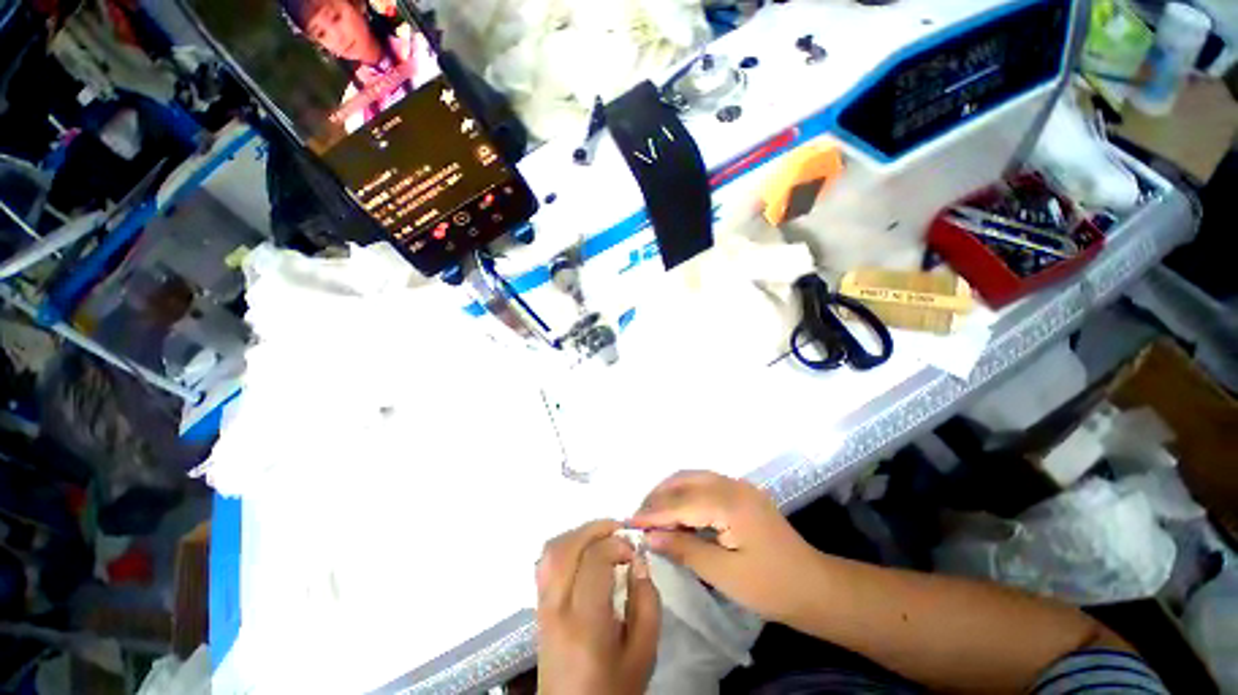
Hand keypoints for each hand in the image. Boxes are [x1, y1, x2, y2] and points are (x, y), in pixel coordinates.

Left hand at [536, 520, 660, 694]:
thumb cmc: (613, 689)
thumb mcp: (643, 653)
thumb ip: (646, 603)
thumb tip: (638, 561)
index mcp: (584, 623)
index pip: (593, 560)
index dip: (616, 544)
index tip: (633, 552)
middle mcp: (556, 609)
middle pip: (566, 547)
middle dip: (595, 528)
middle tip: (619, 530)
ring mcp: (542, 607)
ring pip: (550, 551)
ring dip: (578, 534)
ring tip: (603, 537)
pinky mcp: (538, 608)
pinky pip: (545, 563)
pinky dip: (566, 546)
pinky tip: (584, 553)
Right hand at [629, 471, 817, 621]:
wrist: (816, 587)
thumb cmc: (771, 586)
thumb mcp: (724, 575)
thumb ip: (685, 549)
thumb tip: (650, 537)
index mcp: (729, 503)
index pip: (680, 502)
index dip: (653, 513)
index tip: (628, 522)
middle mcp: (732, 484)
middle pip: (684, 480)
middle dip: (658, 496)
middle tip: (639, 519)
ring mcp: (739, 486)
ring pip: (694, 478)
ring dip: (671, 492)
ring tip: (653, 515)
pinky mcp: (742, 493)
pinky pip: (705, 484)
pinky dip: (686, 494)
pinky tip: (678, 512)